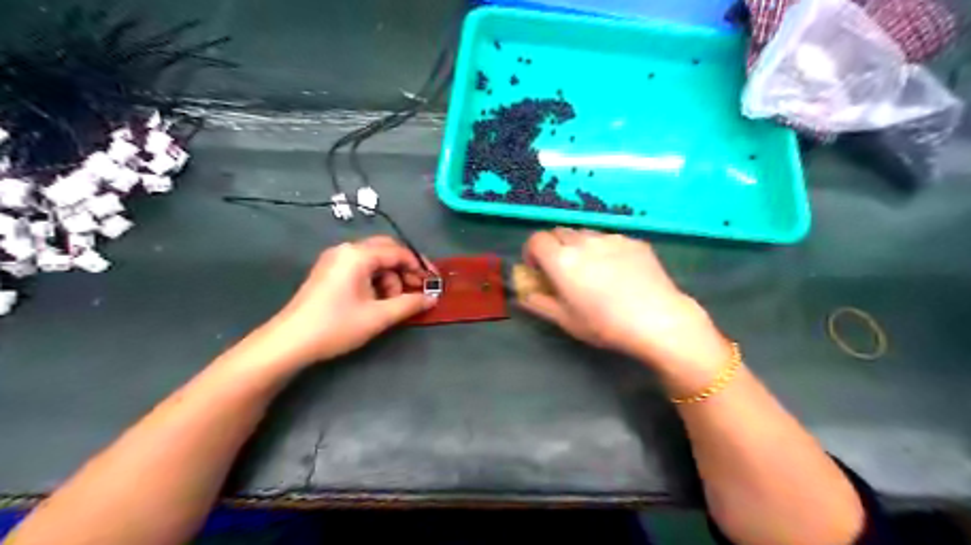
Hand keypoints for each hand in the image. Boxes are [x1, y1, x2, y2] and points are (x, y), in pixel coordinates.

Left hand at [224, 235, 435, 372]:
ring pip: (374, 261)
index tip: (433, 283)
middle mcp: (346, 250)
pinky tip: (376, 301)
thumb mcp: (378, 316)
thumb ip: (409, 304)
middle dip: (405, 270)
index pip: (398, 252)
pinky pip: (360, 268)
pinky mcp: (329, 272)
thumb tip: (432, 298)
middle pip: (386, 251)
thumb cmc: (336, 326)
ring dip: (389, 278)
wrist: (289, 342)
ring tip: (392, 303)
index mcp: (358, 255)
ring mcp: (334, 260)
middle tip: (417, 290)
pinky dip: (375, 281)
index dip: (419, 266)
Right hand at [519, 230, 733, 378]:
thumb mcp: (566, 320)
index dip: (532, 251)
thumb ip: (539, 303)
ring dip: (578, 246)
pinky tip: (617, 271)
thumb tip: (523, 295)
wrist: (658, 319)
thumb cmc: (605, 324)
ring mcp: (610, 239)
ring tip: (591, 269)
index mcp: (561, 260)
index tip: (537, 268)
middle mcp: (583, 242)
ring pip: (584, 234)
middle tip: (562, 270)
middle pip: (559, 232)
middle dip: (554, 247)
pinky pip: (609, 239)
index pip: (536, 239)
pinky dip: (603, 249)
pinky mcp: (633, 241)